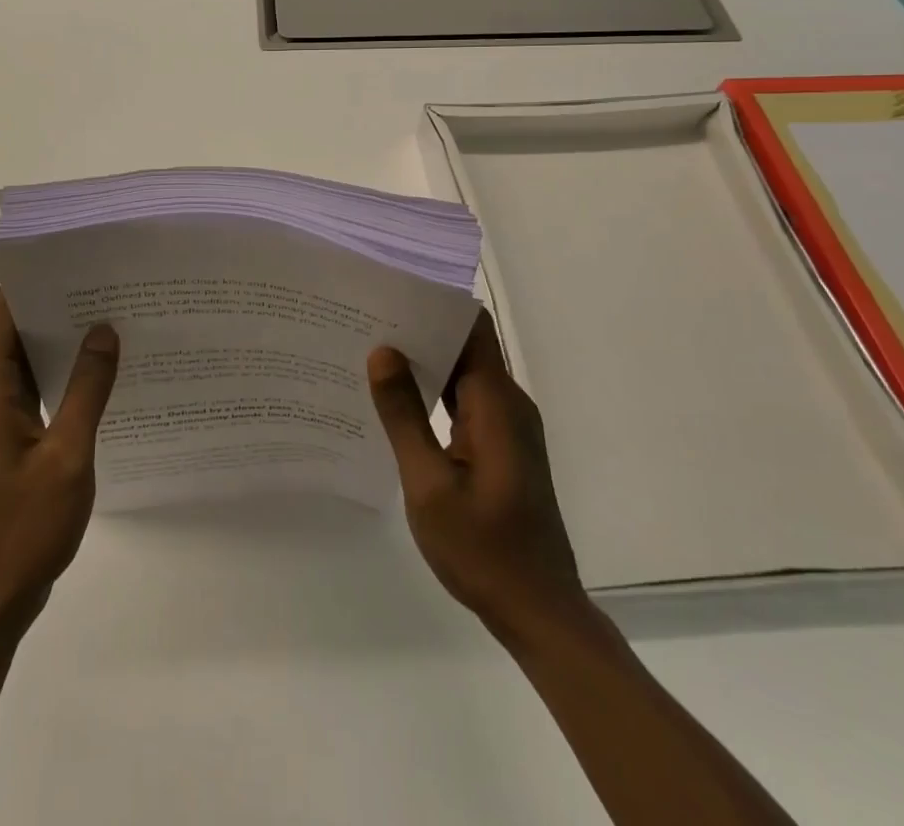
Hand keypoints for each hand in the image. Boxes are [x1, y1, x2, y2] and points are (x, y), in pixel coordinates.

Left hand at [0, 291, 119, 633]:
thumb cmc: (24, 528)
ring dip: (57, 342)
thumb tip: (103, 330)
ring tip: (107, 322)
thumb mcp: (68, 456)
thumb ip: (87, 390)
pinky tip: (97, 377)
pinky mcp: (4, 444)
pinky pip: (31, 392)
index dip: (29, 283)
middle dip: (52, 306)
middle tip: (103, 288)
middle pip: (10, 333)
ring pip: (23, 363)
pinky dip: (58, 376)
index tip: (72, 263)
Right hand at [368, 309, 583, 634]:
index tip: (390, 292)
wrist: (538, 611)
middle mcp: (508, 403)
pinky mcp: (502, 445)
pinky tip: (397, 396)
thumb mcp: (429, 485)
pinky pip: (466, 400)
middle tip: (365, 319)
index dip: (435, 304)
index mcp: (496, 403)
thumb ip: (404, 415)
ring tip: (371, 348)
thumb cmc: (483, 549)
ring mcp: (507, 425)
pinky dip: (435, 391)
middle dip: (419, 329)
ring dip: (425, 360)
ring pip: (464, 373)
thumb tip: (382, 351)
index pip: (472, 327)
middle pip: (466, 345)